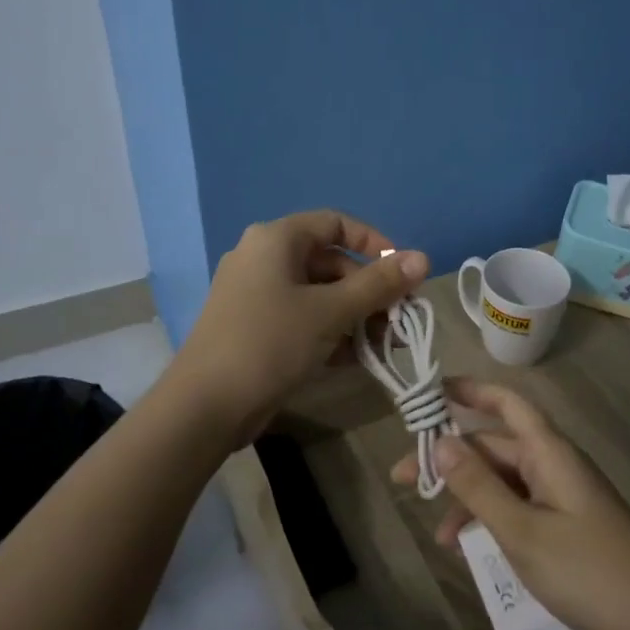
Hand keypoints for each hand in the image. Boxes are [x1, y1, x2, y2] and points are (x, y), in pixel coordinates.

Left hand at [172, 210, 428, 443]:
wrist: (206, 406)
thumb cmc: (271, 343)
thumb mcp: (332, 311)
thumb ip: (379, 285)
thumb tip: (423, 258)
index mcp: (276, 240)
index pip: (335, 223)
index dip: (374, 243)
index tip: (402, 272)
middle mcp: (264, 258)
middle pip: (331, 262)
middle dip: (369, 291)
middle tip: (399, 319)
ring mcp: (257, 295)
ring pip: (319, 295)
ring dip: (356, 316)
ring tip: (386, 345)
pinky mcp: (256, 328)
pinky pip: (304, 319)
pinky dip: (331, 333)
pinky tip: (357, 359)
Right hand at [393, 379, 629, 629]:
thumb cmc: (589, 572)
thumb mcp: (522, 532)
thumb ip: (479, 487)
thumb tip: (441, 442)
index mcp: (549, 452)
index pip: (506, 403)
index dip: (470, 391)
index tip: (430, 391)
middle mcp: (556, 464)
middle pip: (496, 446)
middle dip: (452, 459)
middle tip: (405, 479)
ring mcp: (564, 495)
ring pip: (506, 481)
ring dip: (470, 498)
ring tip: (439, 535)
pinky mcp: (569, 524)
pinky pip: (521, 507)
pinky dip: (493, 520)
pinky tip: (474, 551)